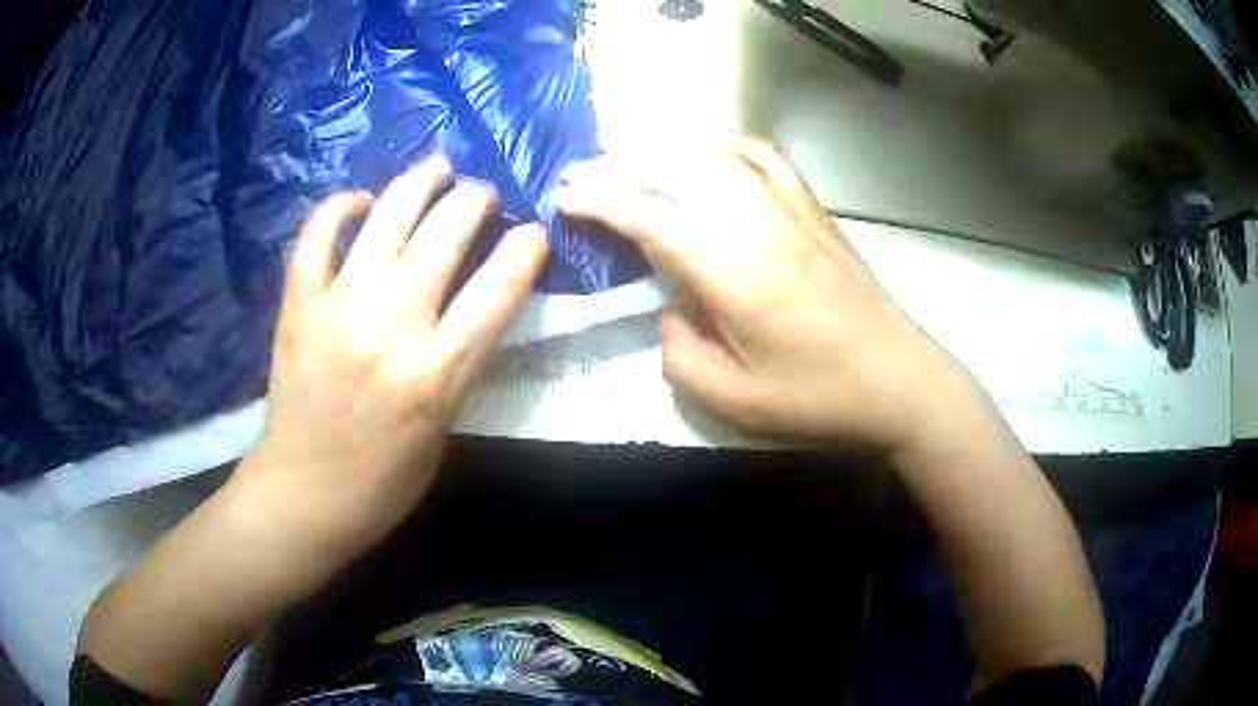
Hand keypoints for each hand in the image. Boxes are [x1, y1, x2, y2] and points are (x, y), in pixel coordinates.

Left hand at [237, 156, 548, 556]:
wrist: (305, 494)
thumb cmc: (384, 480)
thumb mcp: (445, 432)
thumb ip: (460, 365)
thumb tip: (472, 310)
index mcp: (438, 374)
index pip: (498, 290)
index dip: (526, 250)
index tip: (534, 233)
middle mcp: (392, 329)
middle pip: (445, 237)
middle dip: (474, 202)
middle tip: (481, 194)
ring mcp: (339, 310)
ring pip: (387, 220)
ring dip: (419, 184)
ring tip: (437, 168)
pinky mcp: (299, 306)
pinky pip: (317, 237)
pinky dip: (339, 208)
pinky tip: (358, 201)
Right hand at [557, 135, 974, 452]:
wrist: (898, 379)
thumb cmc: (818, 398)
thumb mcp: (734, 402)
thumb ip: (680, 355)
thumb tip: (668, 310)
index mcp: (731, 271)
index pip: (648, 214)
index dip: (598, 201)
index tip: (563, 198)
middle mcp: (756, 222)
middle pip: (673, 170)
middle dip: (616, 167)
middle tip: (578, 173)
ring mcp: (788, 207)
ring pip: (710, 154)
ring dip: (659, 150)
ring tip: (625, 160)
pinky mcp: (812, 207)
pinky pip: (760, 155)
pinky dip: (721, 144)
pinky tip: (702, 152)